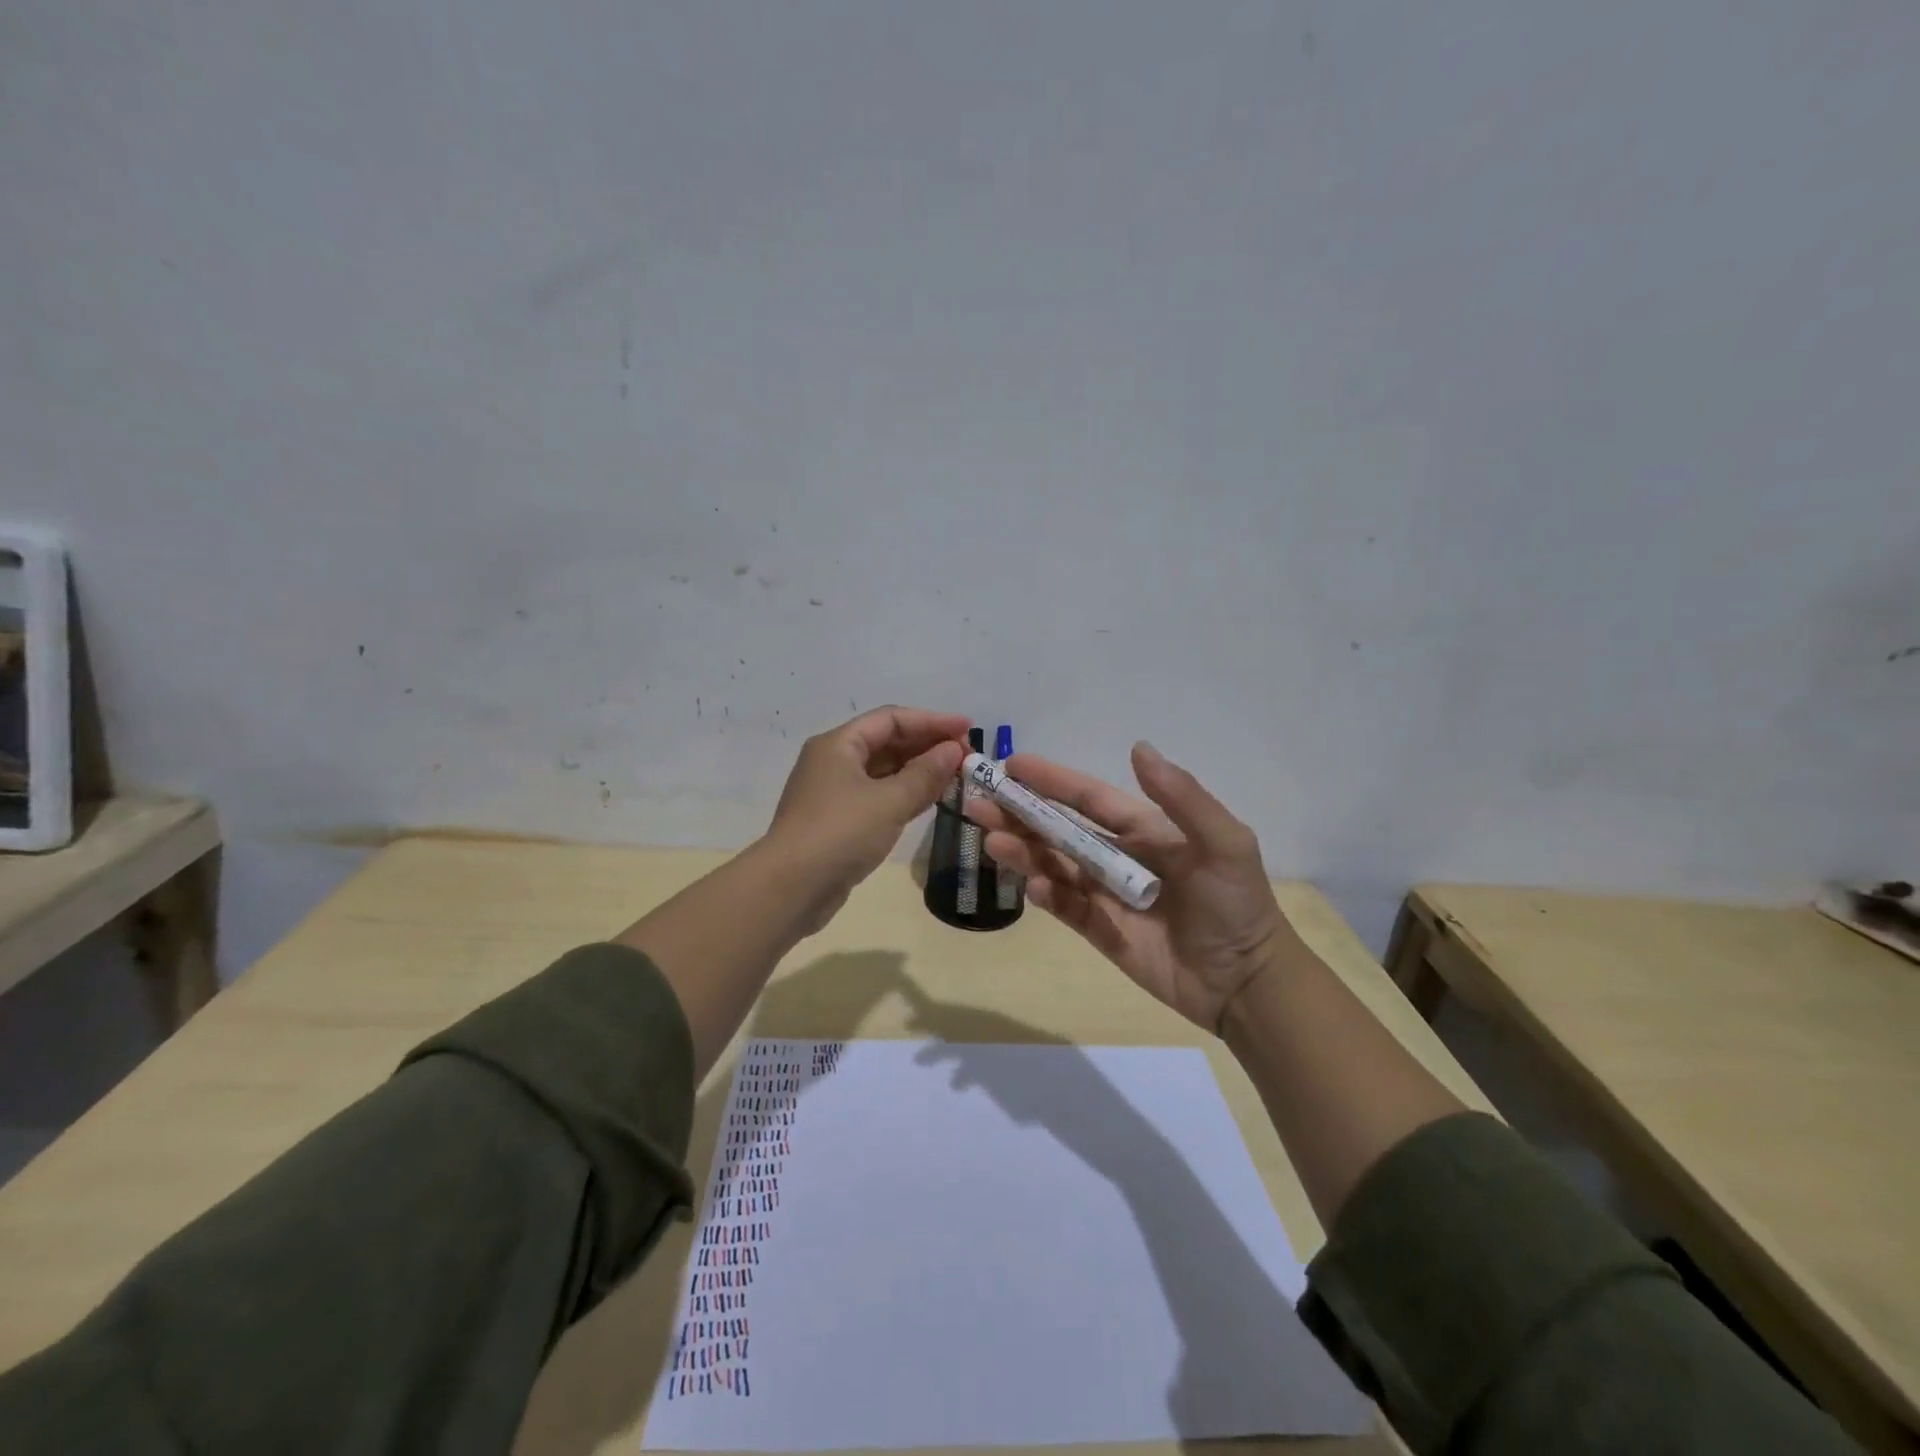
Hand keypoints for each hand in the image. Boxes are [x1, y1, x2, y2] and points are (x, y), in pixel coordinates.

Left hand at [763, 706, 969, 929]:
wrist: (790, 889)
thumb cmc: (840, 833)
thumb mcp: (889, 801)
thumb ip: (925, 774)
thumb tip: (954, 750)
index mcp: (839, 744)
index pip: (892, 719)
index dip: (932, 721)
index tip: (968, 729)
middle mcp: (834, 761)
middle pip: (887, 742)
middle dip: (928, 745)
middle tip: (967, 756)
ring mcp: (835, 792)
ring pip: (884, 771)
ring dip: (919, 771)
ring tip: (957, 776)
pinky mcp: (840, 821)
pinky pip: (879, 795)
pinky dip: (906, 794)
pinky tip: (933, 799)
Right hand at [967, 742, 1293, 1032]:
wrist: (1245, 983)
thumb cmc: (1237, 905)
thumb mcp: (1224, 843)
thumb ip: (1182, 798)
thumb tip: (1138, 748)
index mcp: (1144, 828)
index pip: (1088, 798)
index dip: (1052, 780)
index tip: (1012, 765)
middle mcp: (1118, 855)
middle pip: (1060, 829)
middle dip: (1020, 814)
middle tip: (979, 802)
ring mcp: (1106, 894)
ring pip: (1054, 866)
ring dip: (1023, 852)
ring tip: (991, 840)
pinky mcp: (1101, 931)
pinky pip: (1066, 908)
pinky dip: (1046, 896)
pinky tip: (1032, 887)